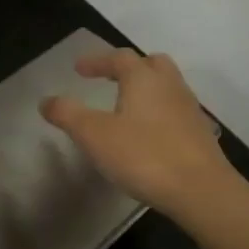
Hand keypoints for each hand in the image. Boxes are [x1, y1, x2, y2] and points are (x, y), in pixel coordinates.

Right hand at [40, 49, 242, 219]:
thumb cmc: (144, 155)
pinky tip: (148, 134)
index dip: (97, 61)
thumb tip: (46, 100)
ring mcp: (190, 110)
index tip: (79, 70)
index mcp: (143, 79)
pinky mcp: (201, 134)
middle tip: (110, 79)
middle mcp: (170, 86)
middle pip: (151, 64)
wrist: (202, 191)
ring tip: (127, 107)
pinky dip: (159, 112)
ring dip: (146, 90)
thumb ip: (68, 114)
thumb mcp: (94, 135)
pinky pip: (176, 111)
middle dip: (129, 68)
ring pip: (167, 87)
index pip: (119, 58)